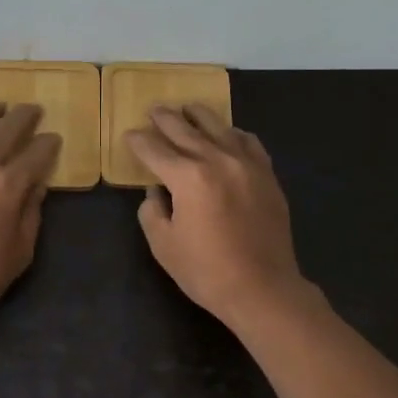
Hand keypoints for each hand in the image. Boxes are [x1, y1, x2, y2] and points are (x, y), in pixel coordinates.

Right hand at [125, 104, 313, 330]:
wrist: (263, 288)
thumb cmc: (206, 271)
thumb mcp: (164, 245)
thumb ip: (152, 211)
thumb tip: (156, 191)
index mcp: (188, 177)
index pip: (155, 150)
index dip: (139, 142)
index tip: (130, 135)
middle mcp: (217, 160)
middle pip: (186, 131)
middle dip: (165, 119)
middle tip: (154, 109)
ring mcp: (247, 164)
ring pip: (220, 128)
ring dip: (199, 116)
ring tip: (188, 109)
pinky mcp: (267, 175)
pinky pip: (249, 142)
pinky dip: (233, 134)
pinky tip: (228, 134)